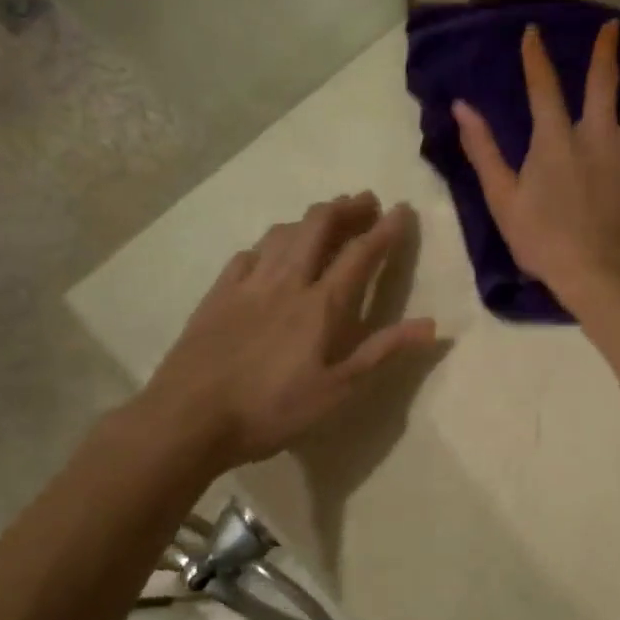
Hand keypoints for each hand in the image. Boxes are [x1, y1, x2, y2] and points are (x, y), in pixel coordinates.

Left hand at [137, 193, 436, 468]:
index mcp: (321, 305)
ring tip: (324, 217)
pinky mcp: (217, 294)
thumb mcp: (337, 391)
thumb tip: (431, 324)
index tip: (401, 209)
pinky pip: (247, 254)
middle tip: (365, 200)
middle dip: (346, 209)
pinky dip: (268, 243)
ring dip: (308, 218)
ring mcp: (248, 284)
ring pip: (282, 233)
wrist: (188, 418)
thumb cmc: (271, 410)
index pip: (360, 254)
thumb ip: (383, 352)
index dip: (385, 230)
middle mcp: (287, 281)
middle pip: (318, 228)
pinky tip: (268, 251)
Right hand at [452, 21, 619, 310]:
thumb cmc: (545, 240)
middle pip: (602, 83)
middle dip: (604, 51)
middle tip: (611, 26)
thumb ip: (483, 150)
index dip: (536, 57)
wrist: (600, 272)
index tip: (533, 31)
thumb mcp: (502, 198)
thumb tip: (462, 107)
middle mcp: (597, 134)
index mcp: (555, 139)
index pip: (543, 87)